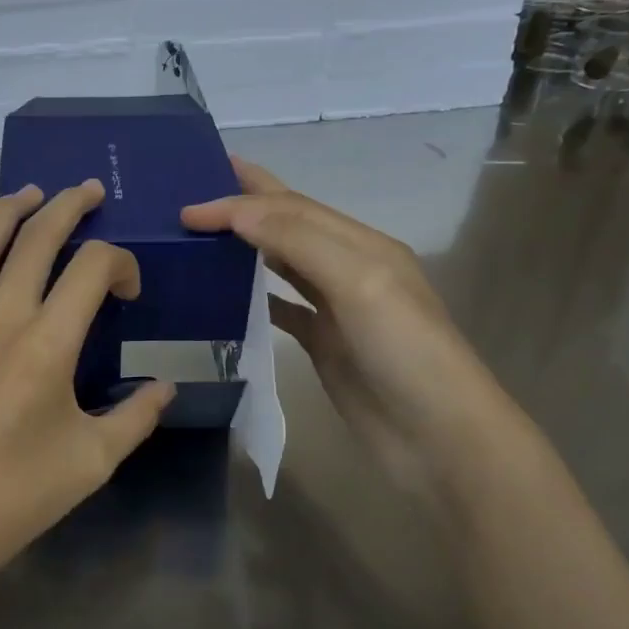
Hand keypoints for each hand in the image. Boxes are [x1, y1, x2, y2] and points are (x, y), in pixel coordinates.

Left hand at [0, 180, 175, 596]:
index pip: (91, 267)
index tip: (130, 289)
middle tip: (89, 190)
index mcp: (48, 345)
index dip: (120, 262)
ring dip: (11, 209)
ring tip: (32, 193)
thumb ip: (136, 416)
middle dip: (68, 206)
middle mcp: (1, 317)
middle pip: (36, 236)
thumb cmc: (17, 495)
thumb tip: (165, 388)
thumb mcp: (92, 461)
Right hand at [182, 157, 509, 491]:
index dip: (241, 200)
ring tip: (205, 234)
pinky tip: (227, 294)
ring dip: (247, 245)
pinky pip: (282, 308)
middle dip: (248, 203)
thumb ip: (298, 240)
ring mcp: (336, 309)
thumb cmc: (404, 352)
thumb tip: (238, 211)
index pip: (291, 208)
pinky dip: (255, 294)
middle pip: (289, 225)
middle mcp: (348, 268)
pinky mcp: (324, 345)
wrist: (438, 439)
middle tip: (198, 190)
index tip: (189, 206)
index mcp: (362, 245)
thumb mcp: (358, 283)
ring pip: (283, 263)